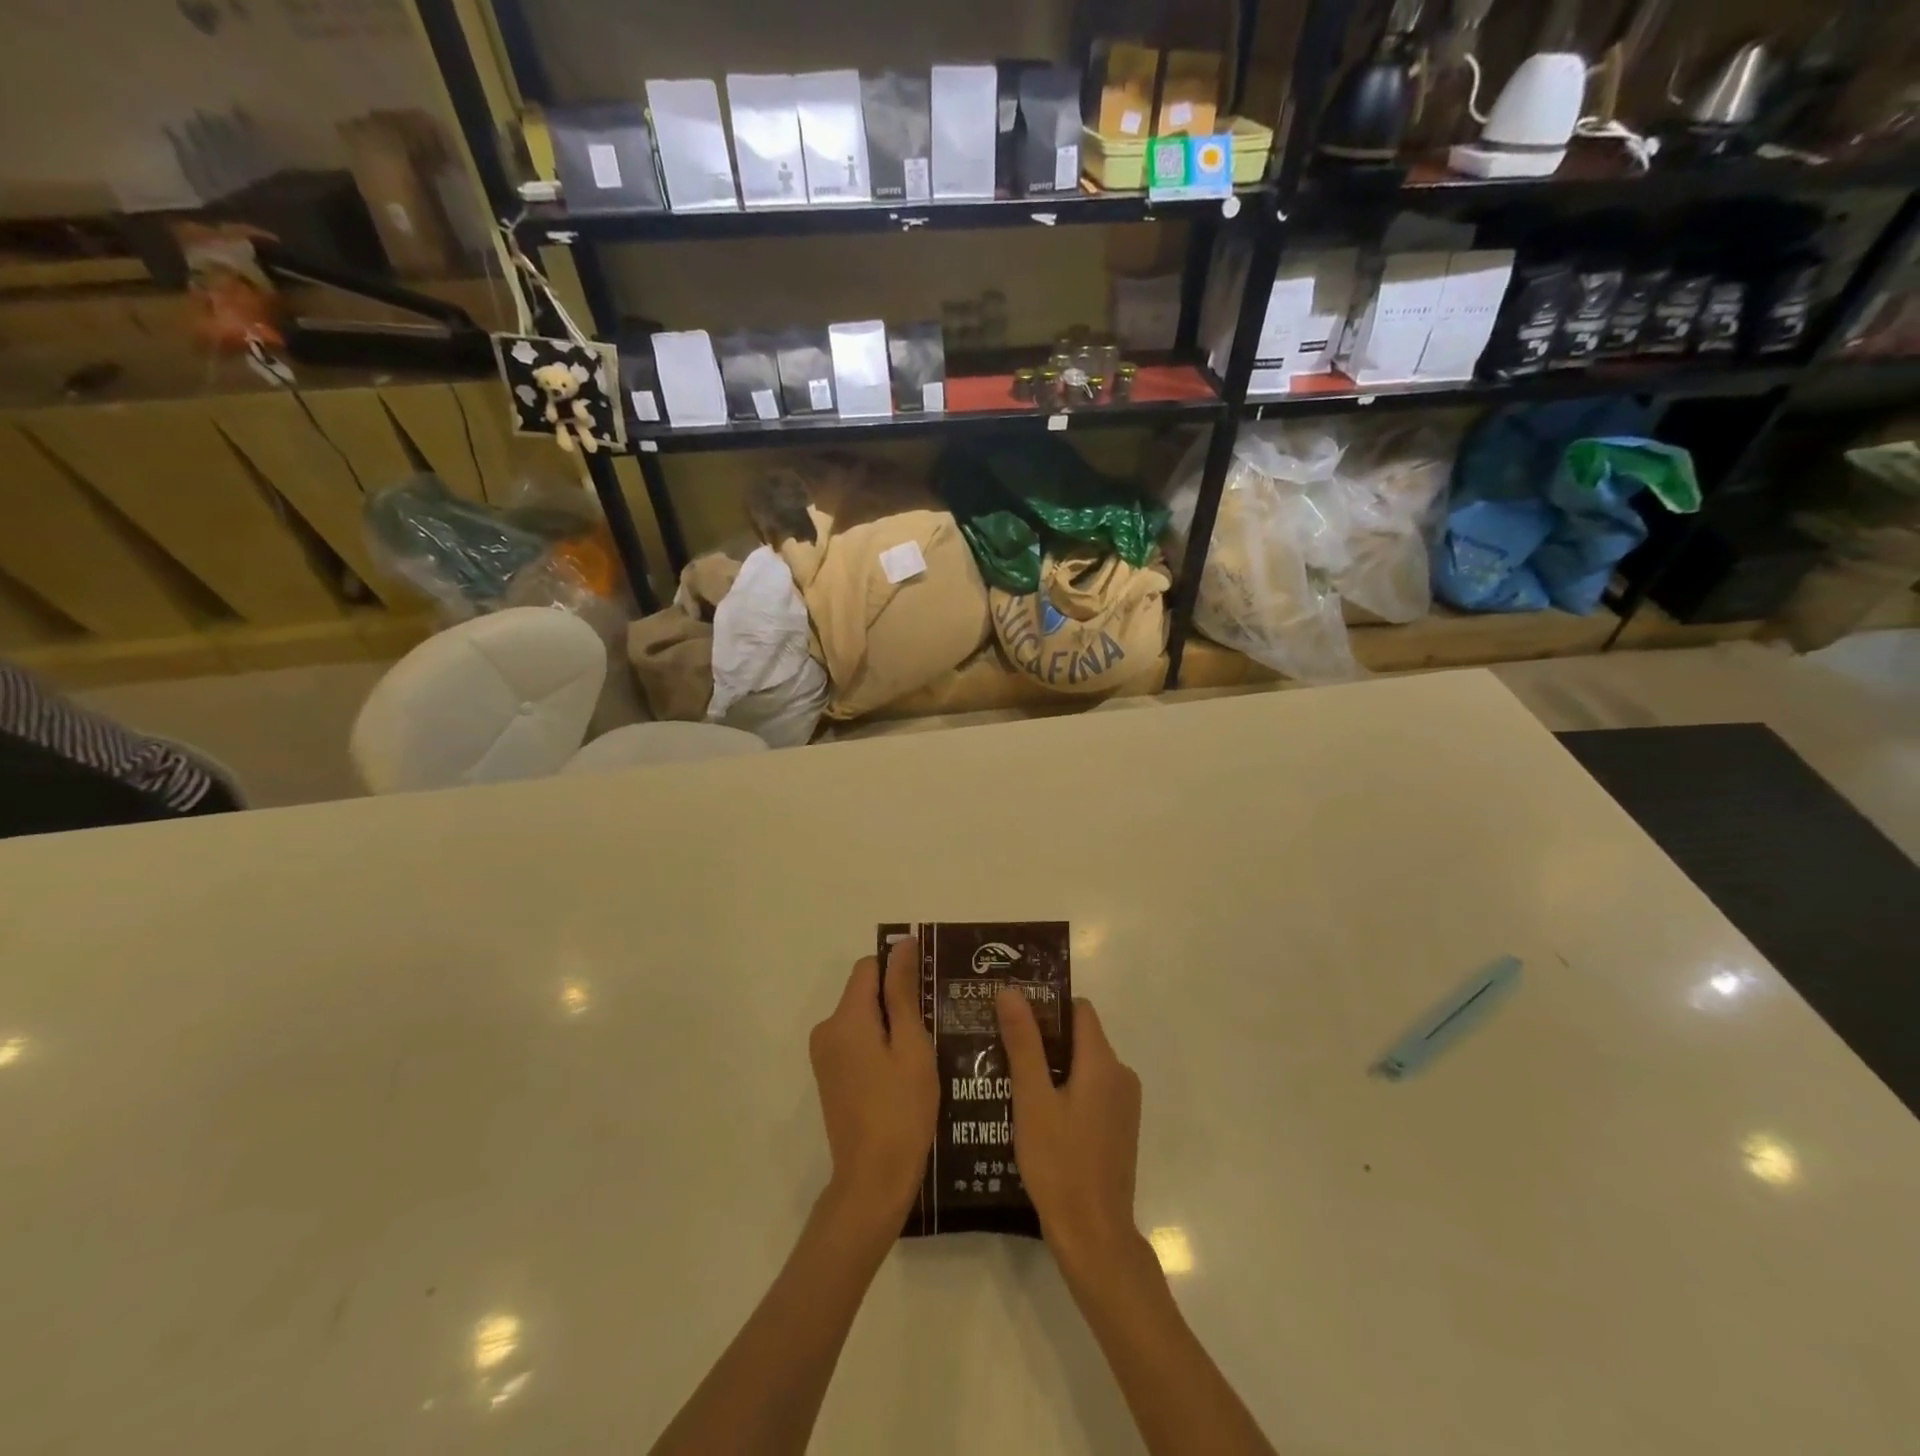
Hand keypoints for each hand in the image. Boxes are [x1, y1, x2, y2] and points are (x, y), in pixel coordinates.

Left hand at [809, 938, 938, 1231]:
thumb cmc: (901, 1111)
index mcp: (846, 1018)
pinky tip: (906, 1069)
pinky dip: (879, 1044)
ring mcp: (825, 1055)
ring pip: (862, 1017)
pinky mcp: (829, 1076)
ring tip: (926, 1048)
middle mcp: (827, 1029)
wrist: (873, 1181)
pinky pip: (856, 1041)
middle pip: (864, 991)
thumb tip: (902, 945)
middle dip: (897, 999)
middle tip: (934, 1022)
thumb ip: (903, 992)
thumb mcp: (912, 1046)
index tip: (929, 988)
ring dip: (891, 1024)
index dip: (899, 969)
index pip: (869, 967)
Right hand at [996, 989, 1143, 1277]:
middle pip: (1080, 1037)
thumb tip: (1011, 991)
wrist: (1094, 1236)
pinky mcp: (1119, 1127)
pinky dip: (1065, 1090)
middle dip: (1043, 1037)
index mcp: (1103, 1062)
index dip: (1046, 1006)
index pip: (1078, 1010)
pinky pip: (1090, 1090)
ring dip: (1051, 1066)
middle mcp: (1120, 1075)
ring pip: (1083, 1065)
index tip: (1013, 1016)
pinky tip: (1035, 1110)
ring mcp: (1123, 1104)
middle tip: (1002, 1046)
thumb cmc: (1060, 1163)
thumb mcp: (1033, 1099)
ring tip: (1010, 1078)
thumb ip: (1023, 1042)